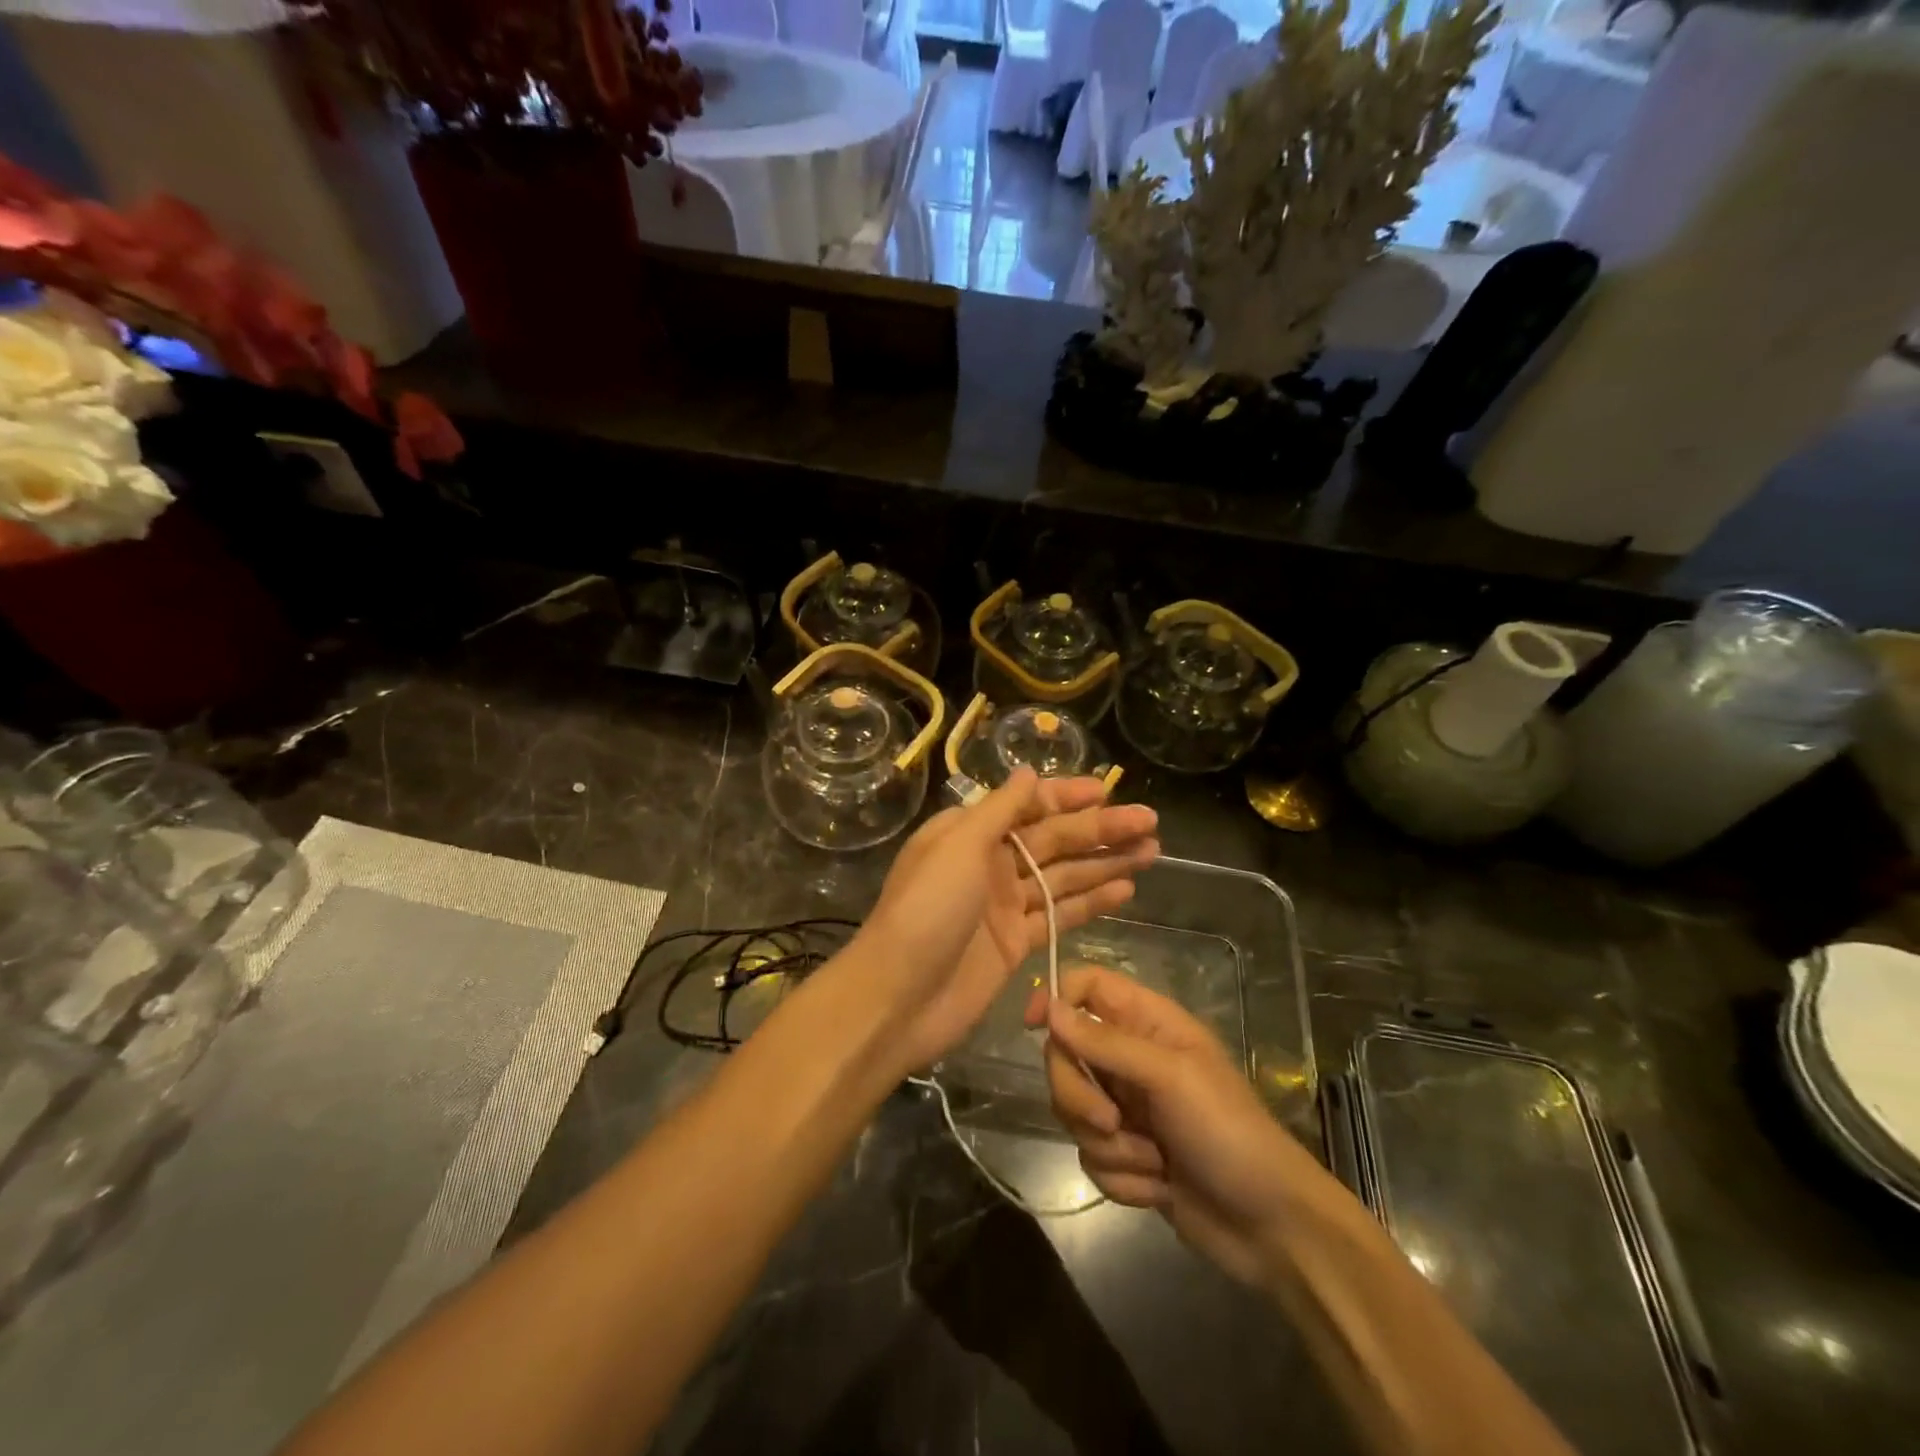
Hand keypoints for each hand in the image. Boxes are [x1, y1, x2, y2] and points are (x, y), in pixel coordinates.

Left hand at [852, 769, 1157, 1075]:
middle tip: (1150, 821)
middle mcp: (989, 863)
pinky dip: (1092, 902)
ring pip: (1064, 876)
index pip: (1027, 805)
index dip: (1067, 796)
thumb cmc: (925, 910)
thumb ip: (999, 810)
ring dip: (1105, 863)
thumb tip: (1027, 772)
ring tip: (1152, 851)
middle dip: (1100, 829)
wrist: (898, 998)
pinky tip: (1126, 890)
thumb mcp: (958, 846)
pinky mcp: (1017, 944)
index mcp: (969, 833)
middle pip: (1054, 840)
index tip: (1107, 790)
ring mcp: (1004, 905)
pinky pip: (1061, 915)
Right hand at [1023, 967, 1322, 1287]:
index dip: (1056, 998)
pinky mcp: (1127, 1155)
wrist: (1272, 1227)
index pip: (1086, 987)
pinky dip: (1121, 1177)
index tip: (1035, 1026)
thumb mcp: (1170, 1077)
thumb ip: (1106, 1043)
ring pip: (1073, 1110)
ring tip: (1152, 1161)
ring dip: (1108, 1144)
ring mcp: (1128, 1108)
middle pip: (1066, 1055)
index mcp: (1148, 1023)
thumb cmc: (1228, 1132)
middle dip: (1080, 1095)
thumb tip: (1049, 1009)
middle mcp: (1131, 1058)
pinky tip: (1158, 1186)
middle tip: (1110, 1120)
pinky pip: (1091, 1156)